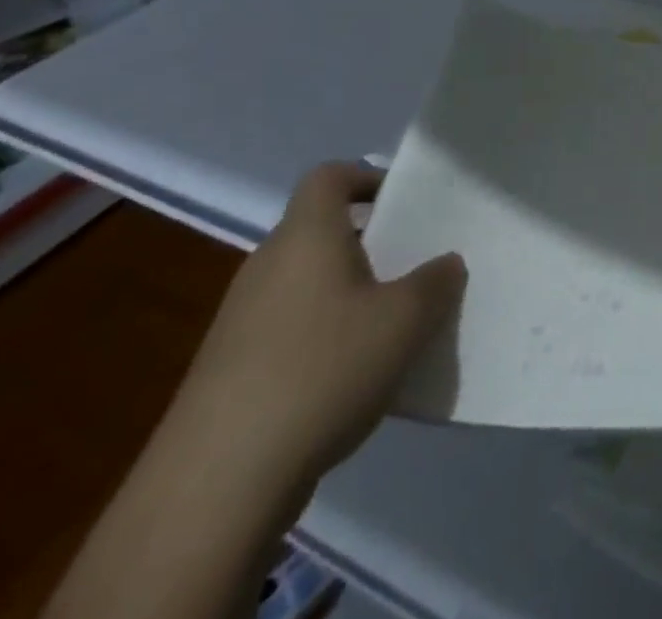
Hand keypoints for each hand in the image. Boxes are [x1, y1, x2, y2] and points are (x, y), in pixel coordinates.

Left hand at [170, 163, 466, 484]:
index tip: (403, 203)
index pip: (329, 177)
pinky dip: (321, 338)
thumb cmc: (321, 370)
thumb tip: (446, 264)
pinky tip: (349, 379)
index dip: (366, 177)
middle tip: (412, 267)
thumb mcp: (405, 321)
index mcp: (305, 236)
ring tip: (389, 328)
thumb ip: (436, 283)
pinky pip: (288, 329)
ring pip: (306, 284)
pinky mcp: (228, 370)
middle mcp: (267, 266)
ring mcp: (240, 320)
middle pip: (320, 232)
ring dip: (347, 295)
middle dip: (368, 243)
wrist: (215, 484)